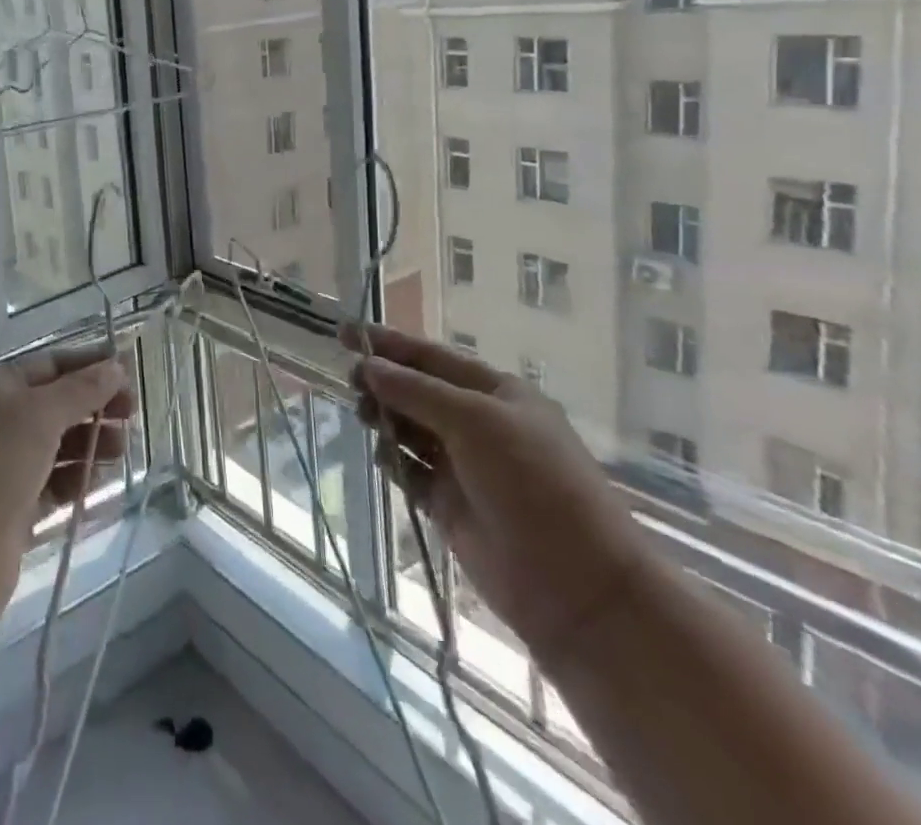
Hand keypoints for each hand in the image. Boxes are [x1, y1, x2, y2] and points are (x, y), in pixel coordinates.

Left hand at [0, 347, 134, 627]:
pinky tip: (101, 486)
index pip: (50, 365)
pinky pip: (53, 486)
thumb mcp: (38, 416)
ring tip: (121, 452)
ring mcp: (2, 468)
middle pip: (56, 405)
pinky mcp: (11, 511)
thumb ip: (81, 390)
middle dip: (94, 407)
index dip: (90, 366)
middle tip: (132, 416)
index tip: (131, 372)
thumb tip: (116, 366)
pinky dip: (77, 482)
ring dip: (90, 445)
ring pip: (57, 447)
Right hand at [343, 323, 649, 668]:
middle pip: (417, 390)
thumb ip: (416, 391)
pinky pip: (410, 471)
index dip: (387, 343)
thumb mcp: (475, 422)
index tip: (343, 332)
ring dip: (384, 417)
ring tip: (364, 416)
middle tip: (351, 381)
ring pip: (410, 429)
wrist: (577, 587)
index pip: (431, 357)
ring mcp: (464, 465)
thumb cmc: (534, 484)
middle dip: (383, 381)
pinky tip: (382, 456)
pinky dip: (393, 460)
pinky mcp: (449, 505)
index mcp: (495, 393)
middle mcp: (478, 423)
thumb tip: (368, 365)